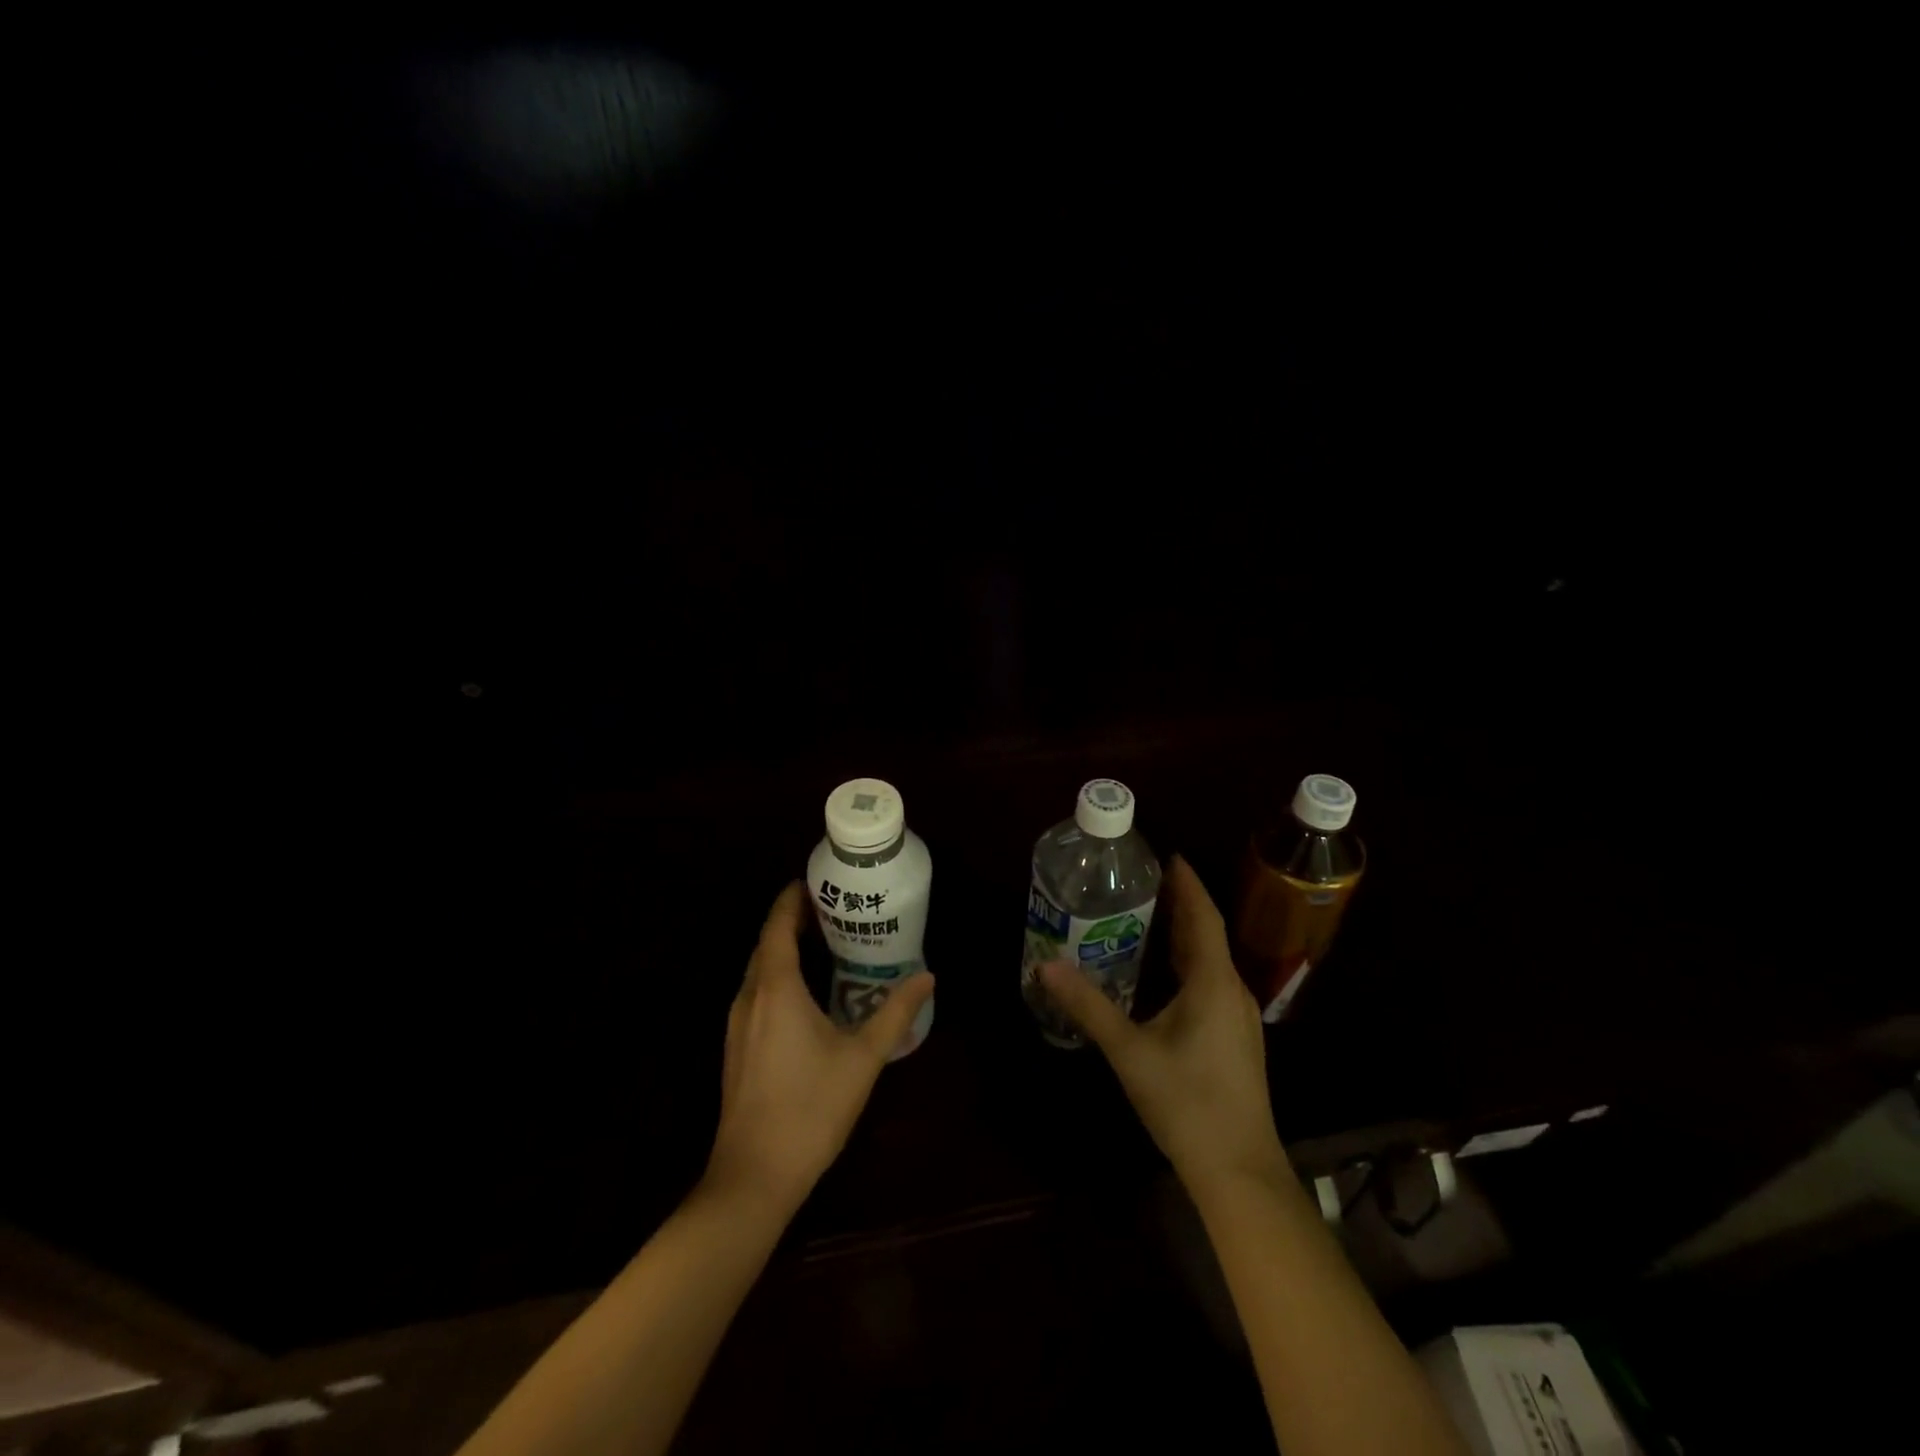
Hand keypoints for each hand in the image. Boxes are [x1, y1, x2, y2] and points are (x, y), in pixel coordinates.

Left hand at [705, 882, 933, 1212]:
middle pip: (767, 943)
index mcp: (776, 989)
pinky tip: (806, 993)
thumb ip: (896, 1013)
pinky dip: (778, 976)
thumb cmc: (810, 1108)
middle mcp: (750, 997)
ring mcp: (737, 1024)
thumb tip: (927, 976)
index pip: (777, 925)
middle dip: (793, 920)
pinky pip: (757, 993)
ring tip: (823, 942)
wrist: (753, 1176)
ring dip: (784, 949)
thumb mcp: (863, 1057)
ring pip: (759, 970)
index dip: (792, 899)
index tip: (816, 881)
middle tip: (833, 909)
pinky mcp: (737, 1047)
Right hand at [1040, 856, 1285, 1192]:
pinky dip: (1187, 963)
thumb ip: (1088, 1006)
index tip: (1167, 855)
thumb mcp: (1129, 1051)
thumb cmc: (1186, 1102)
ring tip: (1148, 916)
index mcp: (1213, 982)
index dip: (1187, 884)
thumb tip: (1046, 966)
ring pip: (1209, 960)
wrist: (1239, 1170)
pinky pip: (1210, 982)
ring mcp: (1238, 1016)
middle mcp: (1232, 990)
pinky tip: (1163, 973)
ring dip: (1184, 935)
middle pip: (1207, 934)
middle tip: (1144, 881)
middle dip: (1180, 905)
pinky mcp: (1235, 1038)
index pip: (1203, 916)